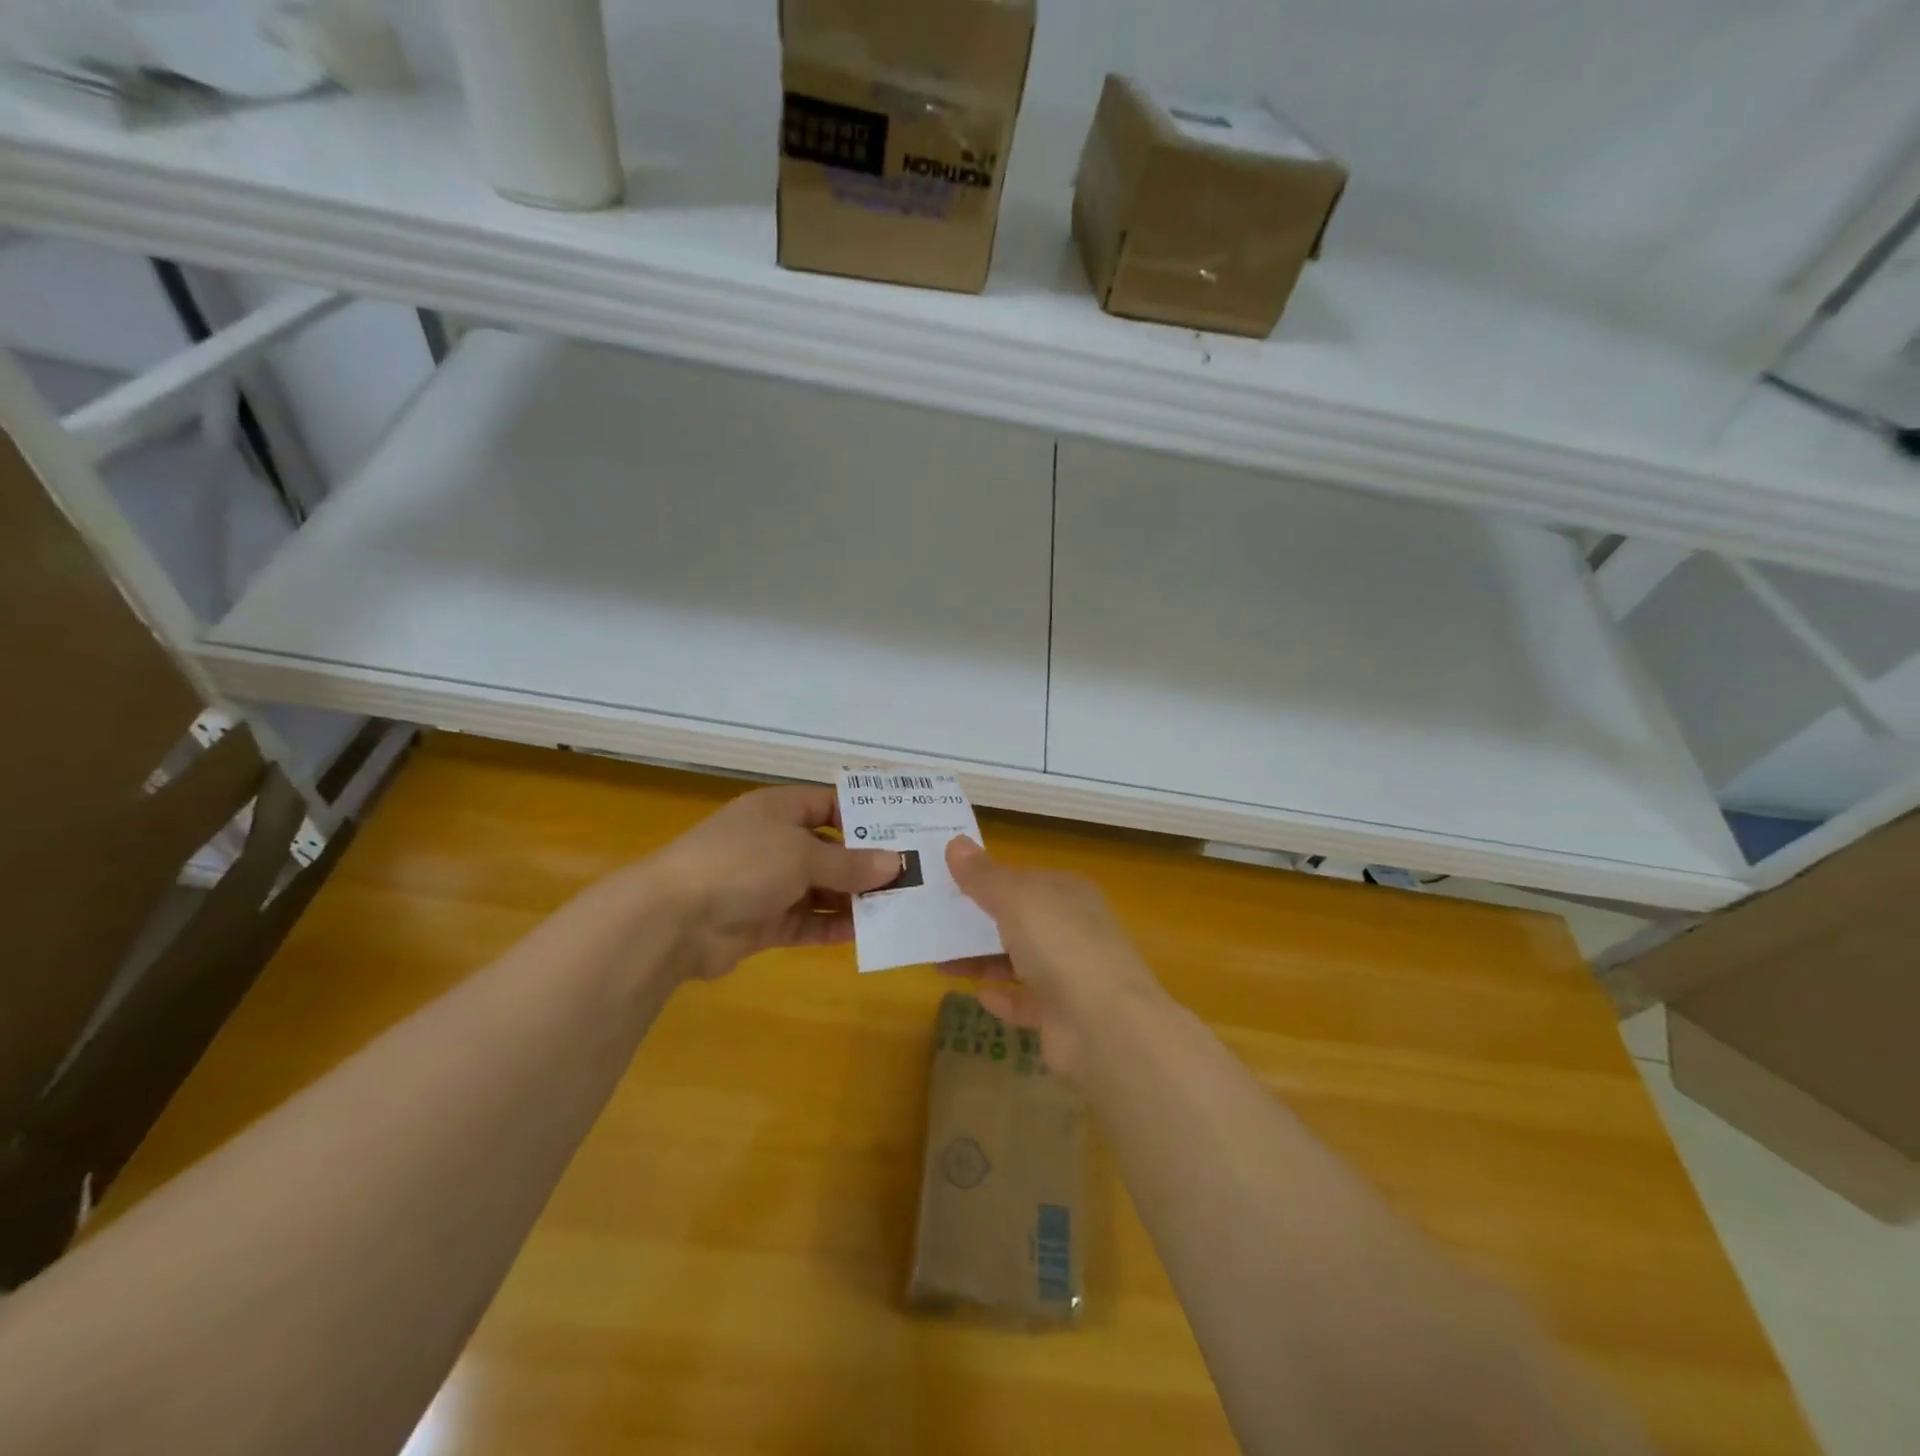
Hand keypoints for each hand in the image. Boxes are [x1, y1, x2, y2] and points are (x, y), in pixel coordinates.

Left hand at [642, 785, 901, 981]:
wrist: (673, 920)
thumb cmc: (743, 864)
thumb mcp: (803, 855)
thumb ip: (851, 863)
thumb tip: (896, 864)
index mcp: (779, 810)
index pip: (829, 804)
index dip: (864, 816)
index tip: (903, 831)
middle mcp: (774, 842)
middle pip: (829, 849)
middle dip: (865, 864)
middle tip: (910, 876)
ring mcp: (766, 884)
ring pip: (820, 888)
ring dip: (853, 898)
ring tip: (897, 907)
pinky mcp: (762, 922)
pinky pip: (806, 920)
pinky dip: (832, 926)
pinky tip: (865, 933)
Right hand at [937, 837, 1164, 1080]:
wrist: (1104, 1024)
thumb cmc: (1060, 944)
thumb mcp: (1016, 898)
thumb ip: (983, 875)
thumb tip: (955, 841)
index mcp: (1068, 893)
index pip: (1023, 879)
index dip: (986, 878)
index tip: (946, 883)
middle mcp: (1072, 929)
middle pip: (1019, 919)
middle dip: (978, 921)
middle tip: (933, 922)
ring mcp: (1071, 974)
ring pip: (1018, 960)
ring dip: (982, 960)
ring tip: (939, 962)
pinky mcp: (1063, 1016)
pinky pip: (1026, 1001)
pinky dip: (1003, 998)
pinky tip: (978, 996)